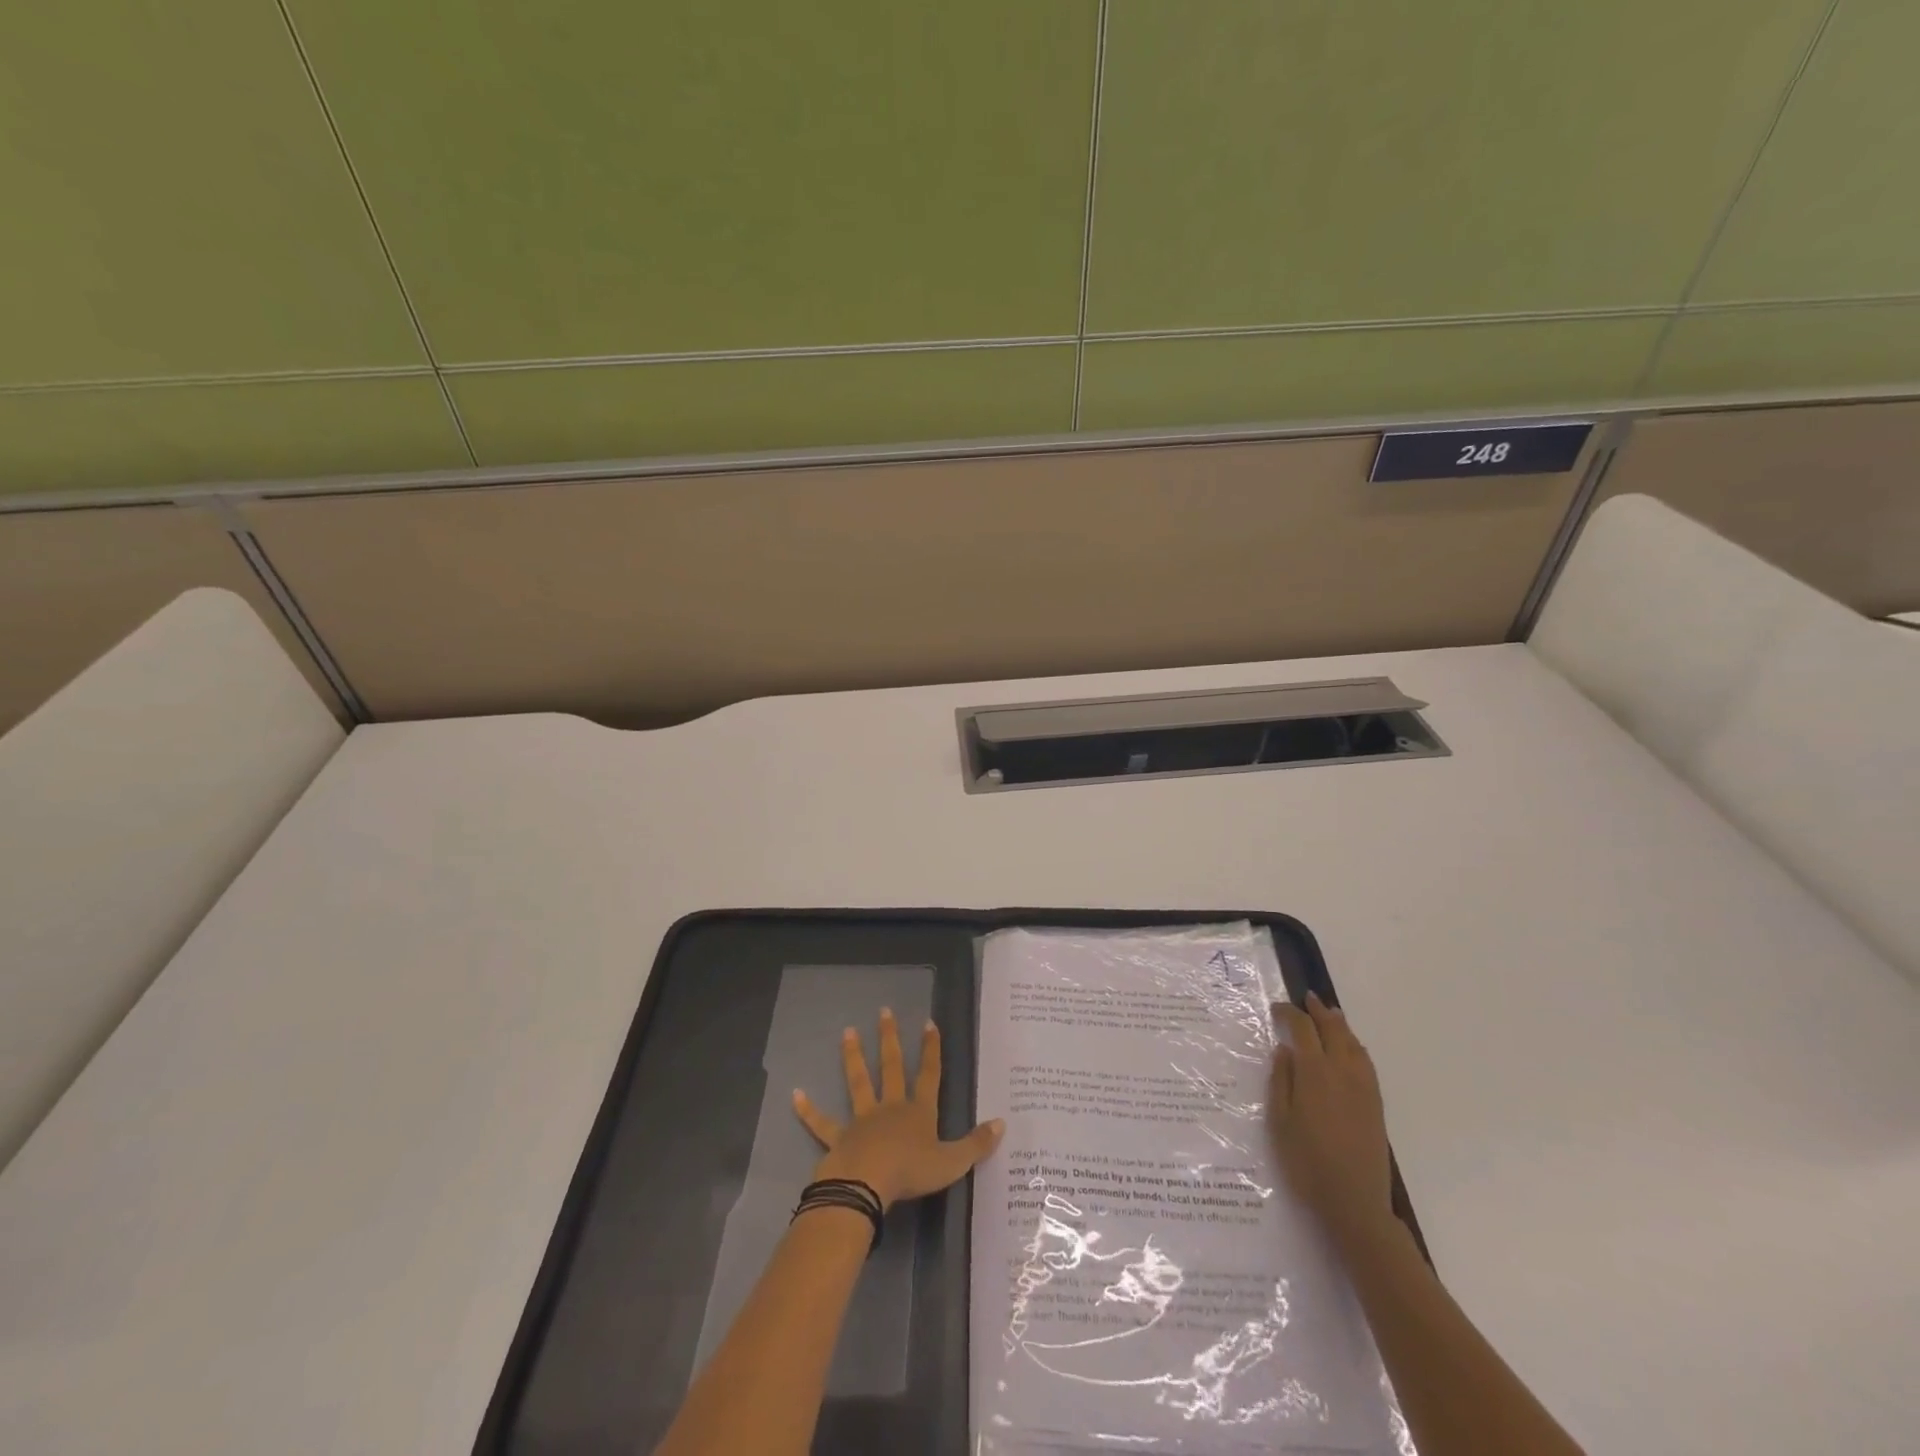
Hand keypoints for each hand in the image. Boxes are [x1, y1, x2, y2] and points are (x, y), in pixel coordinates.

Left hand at [793, 1008, 1003, 1209]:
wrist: (866, 1186)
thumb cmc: (910, 1173)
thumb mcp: (952, 1162)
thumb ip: (976, 1144)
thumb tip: (1002, 1123)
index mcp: (918, 1112)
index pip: (928, 1074)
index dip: (930, 1049)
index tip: (927, 1022)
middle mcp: (890, 1107)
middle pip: (890, 1067)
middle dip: (889, 1038)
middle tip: (883, 1011)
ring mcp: (861, 1120)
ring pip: (858, 1083)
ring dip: (852, 1057)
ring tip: (847, 1032)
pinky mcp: (837, 1139)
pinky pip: (821, 1124)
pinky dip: (808, 1110)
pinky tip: (794, 1095)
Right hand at [1267, 993, 1392, 1239]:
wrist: (1355, 1203)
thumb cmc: (1306, 1162)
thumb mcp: (1280, 1121)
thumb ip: (1281, 1081)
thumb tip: (1284, 1050)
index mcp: (1315, 1072)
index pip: (1303, 1030)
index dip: (1289, 1014)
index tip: (1276, 1008)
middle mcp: (1342, 1072)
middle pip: (1333, 1030)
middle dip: (1319, 1011)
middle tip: (1307, 998)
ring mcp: (1363, 1088)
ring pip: (1353, 1044)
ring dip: (1339, 1025)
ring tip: (1330, 1014)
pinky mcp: (1375, 1104)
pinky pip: (1366, 1062)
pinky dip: (1355, 1045)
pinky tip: (1351, 1049)